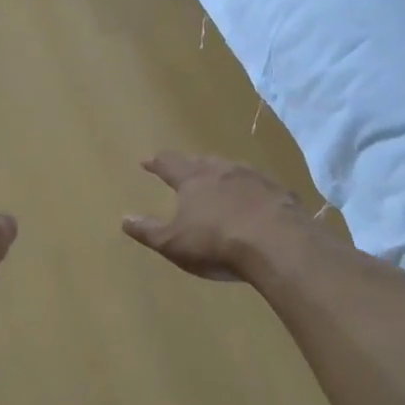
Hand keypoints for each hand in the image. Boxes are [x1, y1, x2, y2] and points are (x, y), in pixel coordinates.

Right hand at [122, 153, 313, 280]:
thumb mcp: (173, 243)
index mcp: (193, 179)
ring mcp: (255, 178)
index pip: (169, 164)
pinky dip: (252, 191)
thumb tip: (124, 219)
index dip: (157, 163)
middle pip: (203, 161)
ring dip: (223, 174)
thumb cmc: (217, 242)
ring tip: (219, 181)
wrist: (278, 242)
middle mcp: (223, 170)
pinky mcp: (280, 192)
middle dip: (191, 165)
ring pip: (233, 170)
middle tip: (185, 168)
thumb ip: (148, 231)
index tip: (147, 161)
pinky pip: (260, 187)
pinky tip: (255, 202)